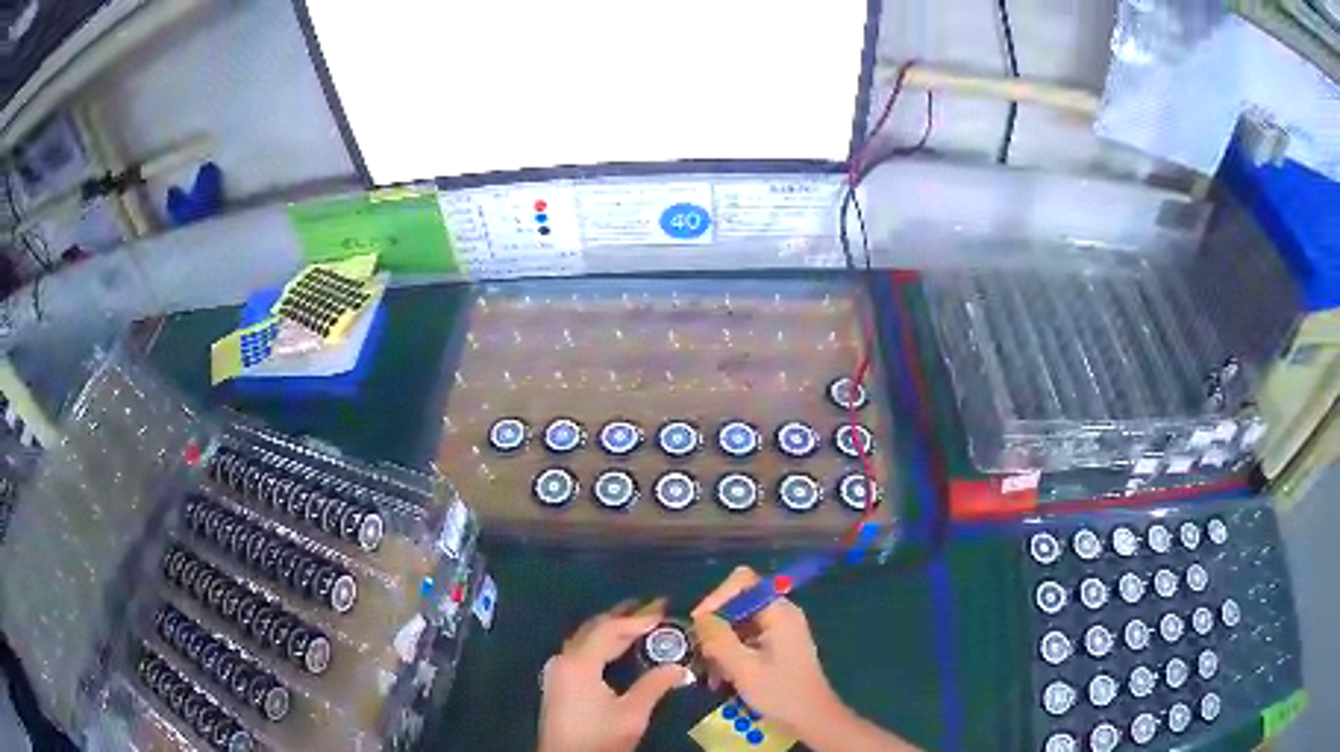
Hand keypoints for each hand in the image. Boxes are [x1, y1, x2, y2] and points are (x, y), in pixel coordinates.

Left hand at [539, 599, 691, 751]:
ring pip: (586, 638)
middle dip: (624, 616)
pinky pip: (581, 650)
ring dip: (612, 628)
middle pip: (595, 629)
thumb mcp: (632, 714)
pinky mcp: (558, 681)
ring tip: (640, 620)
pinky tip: (618, 645)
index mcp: (578, 663)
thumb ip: (654, 685)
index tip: (665, 608)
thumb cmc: (599, 738)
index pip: (610, 629)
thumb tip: (678, 666)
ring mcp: (557, 670)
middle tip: (655, 606)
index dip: (638, 618)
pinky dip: (602, 642)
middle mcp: (563, 659)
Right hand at [692, 567, 917, 751]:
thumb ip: (719, 639)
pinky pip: (746, 639)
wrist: (812, 718)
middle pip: (738, 604)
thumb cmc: (781, 693)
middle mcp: (780, 614)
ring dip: (720, 646)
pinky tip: (721, 679)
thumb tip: (699, 618)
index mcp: (779, 612)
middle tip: (700, 653)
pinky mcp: (776, 646)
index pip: (743, 582)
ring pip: (738, 624)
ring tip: (710, 674)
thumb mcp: (743, 668)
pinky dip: (730, 654)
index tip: (699, 624)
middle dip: (716, 627)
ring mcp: (779, 630)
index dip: (717, 598)